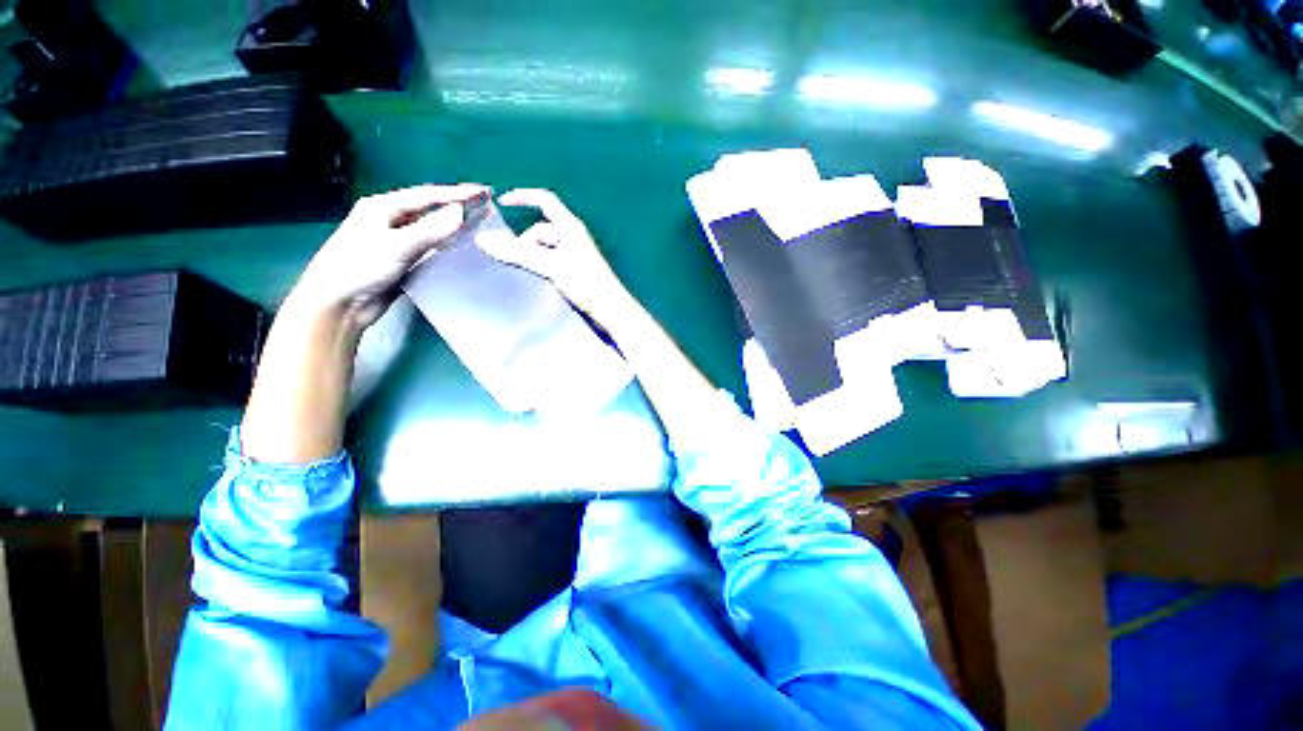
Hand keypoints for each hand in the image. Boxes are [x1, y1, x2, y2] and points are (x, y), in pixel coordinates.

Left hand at [290, 183, 488, 329]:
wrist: (340, 303)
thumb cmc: (361, 267)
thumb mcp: (398, 245)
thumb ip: (431, 229)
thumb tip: (462, 212)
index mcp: (383, 207)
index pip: (427, 196)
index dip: (457, 193)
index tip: (483, 192)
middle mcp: (390, 220)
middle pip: (430, 210)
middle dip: (457, 208)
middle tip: (485, 207)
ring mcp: (397, 241)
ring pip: (432, 230)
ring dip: (454, 228)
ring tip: (480, 227)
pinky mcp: (403, 260)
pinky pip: (430, 248)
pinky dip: (446, 246)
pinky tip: (461, 249)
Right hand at [477, 189, 631, 321]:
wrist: (610, 310)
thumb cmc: (586, 283)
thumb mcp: (551, 266)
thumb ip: (519, 253)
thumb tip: (483, 239)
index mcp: (571, 227)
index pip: (546, 201)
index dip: (524, 197)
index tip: (501, 202)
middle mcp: (572, 238)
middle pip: (540, 230)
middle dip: (524, 242)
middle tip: (512, 260)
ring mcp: (574, 256)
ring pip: (544, 249)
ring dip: (530, 257)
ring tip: (522, 273)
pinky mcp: (574, 272)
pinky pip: (550, 263)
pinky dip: (539, 267)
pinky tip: (532, 280)